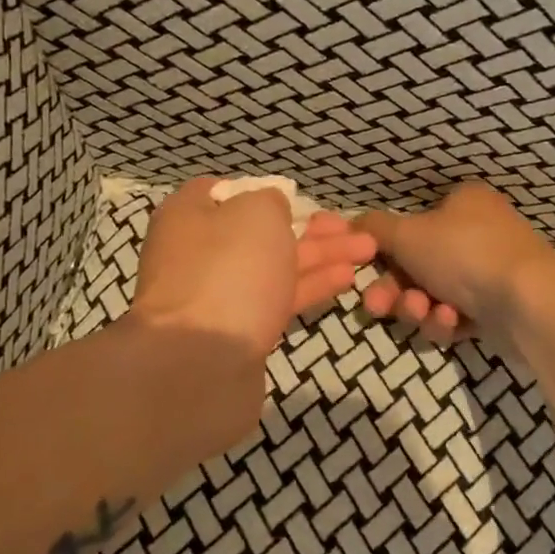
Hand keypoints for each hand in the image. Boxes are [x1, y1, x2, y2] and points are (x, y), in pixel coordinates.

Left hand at [130, 180, 377, 359]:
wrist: (203, 361)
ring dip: (320, 256)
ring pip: (274, 266)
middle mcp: (197, 252)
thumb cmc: (229, 268)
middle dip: (308, 229)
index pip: (223, 192)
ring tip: (367, 250)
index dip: (263, 191)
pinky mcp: (237, 331)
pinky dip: (311, 285)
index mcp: (188, 215)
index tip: (299, 198)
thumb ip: (269, 201)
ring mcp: (217, 295)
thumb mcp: (255, 212)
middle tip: (351, 227)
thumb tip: (270, 208)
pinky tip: (346, 278)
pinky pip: (278, 299)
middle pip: (259, 232)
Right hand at [357, 182, 554, 344]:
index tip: (366, 272)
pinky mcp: (500, 308)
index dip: (386, 252)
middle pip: (418, 265)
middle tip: (379, 307)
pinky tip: (451, 322)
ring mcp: (492, 272)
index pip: (412, 225)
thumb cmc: (464, 254)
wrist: (529, 303)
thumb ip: (373, 228)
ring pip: (434, 294)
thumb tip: (351, 222)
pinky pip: (457, 315)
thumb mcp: (407, 234)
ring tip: (426, 313)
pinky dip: (447, 320)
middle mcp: (479, 232)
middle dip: (396, 290)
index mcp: (464, 203)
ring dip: (419, 307)